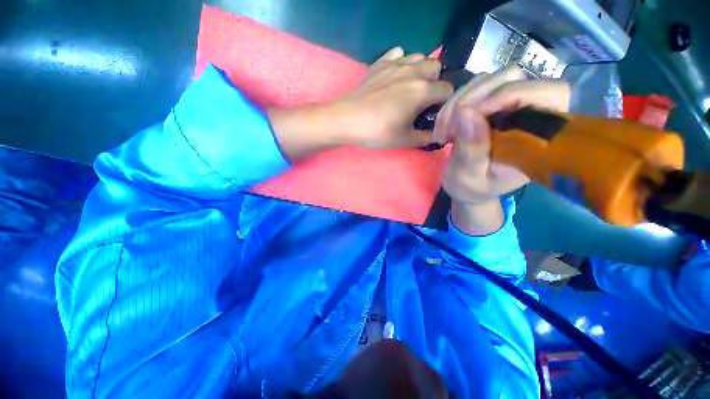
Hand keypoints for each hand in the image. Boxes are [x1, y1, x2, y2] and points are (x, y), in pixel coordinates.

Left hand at [268, 47, 452, 160]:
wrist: (346, 120)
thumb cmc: (376, 132)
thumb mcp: (404, 140)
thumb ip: (425, 137)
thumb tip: (438, 135)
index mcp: (422, 90)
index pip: (447, 90)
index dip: (445, 102)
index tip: (434, 113)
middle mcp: (412, 71)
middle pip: (436, 68)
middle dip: (434, 82)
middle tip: (422, 100)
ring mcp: (395, 64)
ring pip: (419, 57)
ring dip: (420, 70)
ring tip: (409, 87)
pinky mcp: (379, 63)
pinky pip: (398, 53)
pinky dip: (401, 62)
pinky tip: (394, 76)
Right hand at [438, 68, 570, 234]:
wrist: (467, 186)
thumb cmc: (473, 188)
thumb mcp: (469, 178)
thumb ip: (471, 150)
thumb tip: (465, 112)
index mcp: (540, 137)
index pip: (548, 94)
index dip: (509, 94)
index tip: (468, 115)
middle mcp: (531, 114)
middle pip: (513, 78)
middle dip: (473, 98)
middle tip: (447, 128)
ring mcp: (509, 105)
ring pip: (489, 79)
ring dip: (458, 101)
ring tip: (442, 129)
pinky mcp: (491, 103)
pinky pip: (474, 88)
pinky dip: (454, 102)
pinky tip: (445, 124)